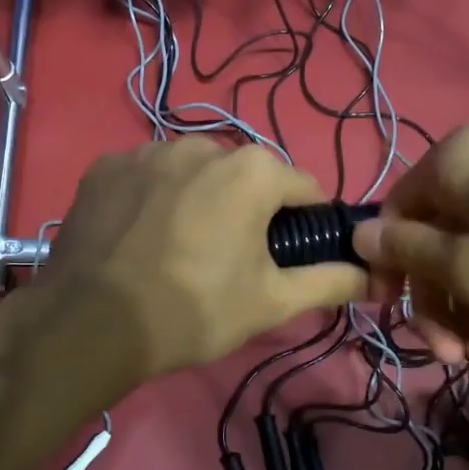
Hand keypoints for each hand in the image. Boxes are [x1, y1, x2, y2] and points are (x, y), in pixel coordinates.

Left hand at [37, 138, 366, 388]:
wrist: (91, 325)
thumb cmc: (195, 310)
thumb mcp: (272, 301)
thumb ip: (330, 281)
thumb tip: (377, 275)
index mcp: (252, 171)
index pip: (303, 188)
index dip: (305, 224)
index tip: (287, 258)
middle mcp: (202, 144)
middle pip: (245, 177)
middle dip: (247, 210)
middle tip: (229, 260)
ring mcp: (147, 151)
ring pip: (194, 173)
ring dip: (198, 199)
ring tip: (178, 248)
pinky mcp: (105, 166)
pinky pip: (146, 177)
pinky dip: (152, 199)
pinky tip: (139, 237)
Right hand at [352, 121, 468, 361]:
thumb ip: (408, 252)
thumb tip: (356, 233)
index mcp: (461, 158)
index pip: (396, 211)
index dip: (391, 268)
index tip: (395, 318)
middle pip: (434, 237)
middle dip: (437, 302)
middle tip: (450, 355)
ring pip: (468, 251)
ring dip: (466, 309)